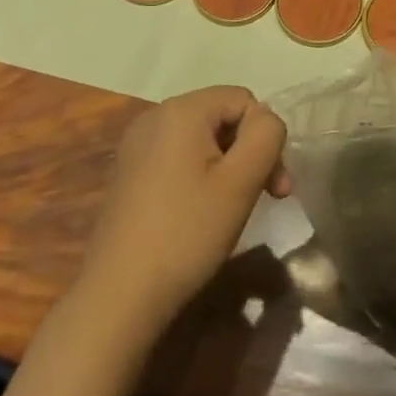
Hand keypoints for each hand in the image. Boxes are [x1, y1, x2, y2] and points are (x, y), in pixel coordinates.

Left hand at [77, 86, 290, 339]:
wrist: (119, 295)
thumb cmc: (187, 233)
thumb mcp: (241, 182)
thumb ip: (266, 136)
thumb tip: (266, 120)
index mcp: (182, 110)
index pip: (244, 99)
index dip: (266, 136)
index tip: (277, 186)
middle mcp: (155, 116)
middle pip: (222, 116)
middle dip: (249, 151)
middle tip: (267, 197)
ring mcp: (137, 145)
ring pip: (202, 138)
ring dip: (228, 165)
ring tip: (234, 207)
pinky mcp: (129, 172)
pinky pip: (178, 157)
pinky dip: (200, 175)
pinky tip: (201, 212)